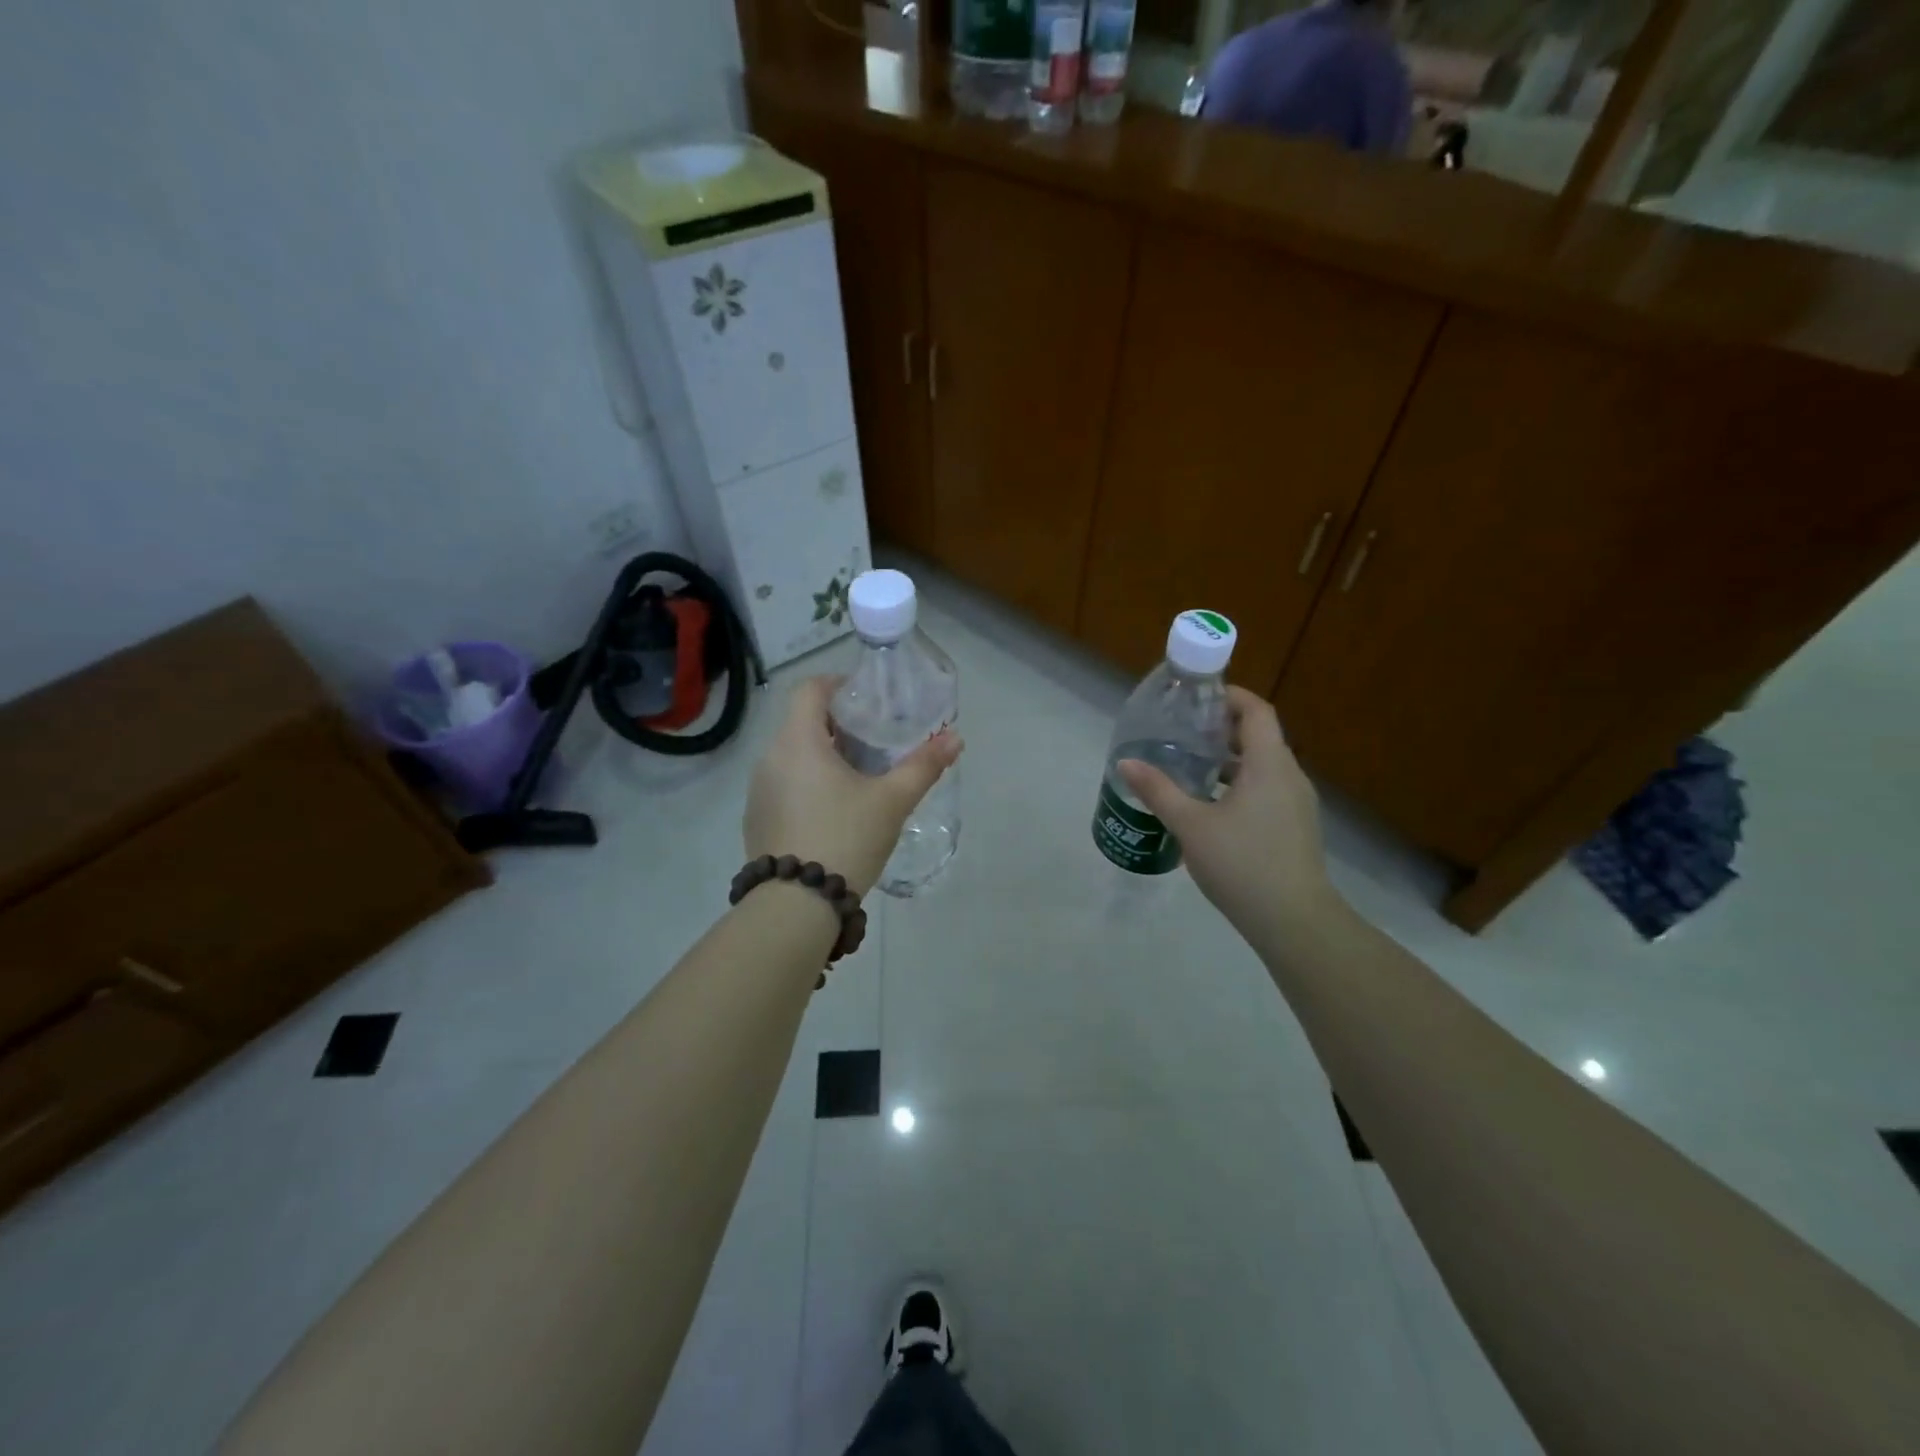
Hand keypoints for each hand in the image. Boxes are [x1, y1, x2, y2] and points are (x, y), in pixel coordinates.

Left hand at [744, 676, 963, 897]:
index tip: (867, 701)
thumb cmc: (846, 838)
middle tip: (874, 741)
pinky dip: (806, 783)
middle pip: (802, 722)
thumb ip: (923, 765)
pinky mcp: (756, 817)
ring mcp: (758, 789)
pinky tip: (832, 811)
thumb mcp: (892, 801)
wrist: (796, 905)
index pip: (809, 689)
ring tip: (857, 776)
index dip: (838, 685)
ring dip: (822, 756)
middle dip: (838, 725)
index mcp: (798, 741)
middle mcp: (770, 757)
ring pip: (792, 755)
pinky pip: (783, 784)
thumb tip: (955, 738)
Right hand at [1117, 687, 1337, 934]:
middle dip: (1221, 729)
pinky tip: (1210, 805)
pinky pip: (1266, 790)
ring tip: (1189, 766)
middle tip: (1182, 731)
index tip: (1197, 697)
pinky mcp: (1294, 827)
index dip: (1229, 696)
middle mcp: (1289, 776)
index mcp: (1270, 765)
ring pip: (1262, 766)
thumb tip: (1125, 763)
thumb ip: (1158, 790)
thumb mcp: (1191, 825)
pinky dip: (1239, 784)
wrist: (1294, 921)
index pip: (1256, 711)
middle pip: (1259, 736)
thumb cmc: (1242, 863)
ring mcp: (1296, 804)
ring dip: (1229, 760)